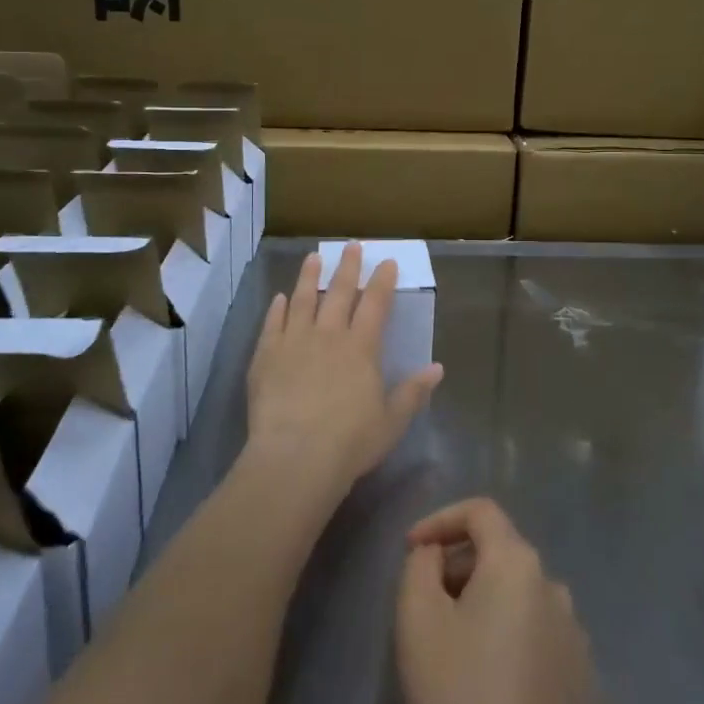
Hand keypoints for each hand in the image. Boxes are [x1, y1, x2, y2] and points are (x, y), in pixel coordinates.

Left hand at [244, 244, 443, 505]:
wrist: (295, 457)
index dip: (382, 281)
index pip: (375, 304)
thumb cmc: (350, 443)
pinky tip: (280, 298)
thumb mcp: (391, 422)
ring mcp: (294, 341)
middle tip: (351, 246)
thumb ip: (413, 392)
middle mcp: (328, 334)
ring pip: (303, 299)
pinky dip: (278, 308)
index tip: (387, 261)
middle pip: (339, 292)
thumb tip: (437, 368)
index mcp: (361, 347)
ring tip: (313, 258)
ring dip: (309, 277)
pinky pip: (273, 323)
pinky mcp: (266, 355)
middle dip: (347, 267)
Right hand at [396, 499, 596, 703]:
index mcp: (519, 565)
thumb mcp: (416, 619)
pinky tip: (493, 688)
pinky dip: (514, 644)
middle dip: (461, 566)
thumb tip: (437, 554)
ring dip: (489, 606)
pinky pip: (543, 642)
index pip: (481, 511)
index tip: (410, 548)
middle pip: (503, 555)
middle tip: (428, 603)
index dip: (440, 518)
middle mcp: (557, 589)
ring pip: (524, 600)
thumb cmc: (457, 700)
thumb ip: (421, 564)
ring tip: (458, 649)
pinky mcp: (588, 689)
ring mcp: (579, 641)